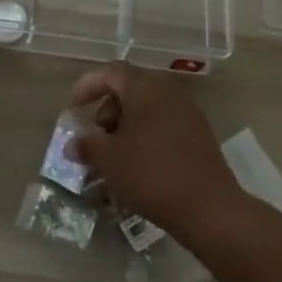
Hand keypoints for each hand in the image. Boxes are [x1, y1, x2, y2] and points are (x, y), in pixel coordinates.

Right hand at [67, 63, 248, 241]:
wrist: (208, 208)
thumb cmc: (151, 175)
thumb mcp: (109, 160)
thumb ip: (87, 145)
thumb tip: (73, 143)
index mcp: (145, 90)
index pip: (112, 72)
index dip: (89, 85)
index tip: (74, 106)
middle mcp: (168, 93)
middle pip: (131, 88)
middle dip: (108, 108)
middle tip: (97, 134)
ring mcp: (188, 112)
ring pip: (149, 107)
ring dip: (127, 123)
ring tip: (116, 152)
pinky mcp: (200, 134)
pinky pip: (164, 122)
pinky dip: (146, 134)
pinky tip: (139, 161)